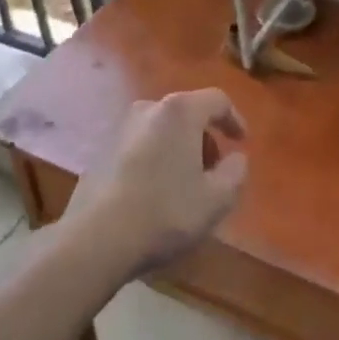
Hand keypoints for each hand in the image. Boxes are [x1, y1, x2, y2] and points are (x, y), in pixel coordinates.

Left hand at [68, 88, 248, 273]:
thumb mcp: (217, 199)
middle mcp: (149, 108)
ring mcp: (120, 128)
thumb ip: (236, 172)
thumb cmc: (165, 212)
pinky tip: (155, 193)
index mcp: (180, 111)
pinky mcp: (101, 150)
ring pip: (162, 130)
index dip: (234, 119)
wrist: (96, 239)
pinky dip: (155, 159)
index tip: (242, 143)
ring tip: (184, 185)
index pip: (217, 100)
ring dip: (179, 149)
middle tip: (214, 170)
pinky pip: (140, 146)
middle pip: (187, 113)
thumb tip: (235, 158)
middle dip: (205, 138)